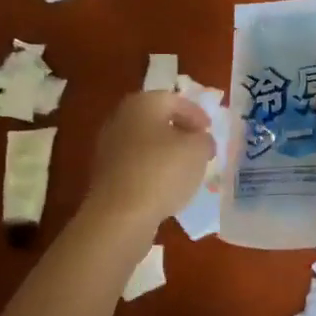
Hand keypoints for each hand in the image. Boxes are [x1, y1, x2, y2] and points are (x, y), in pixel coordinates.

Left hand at [82, 91, 214, 228]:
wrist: (120, 215)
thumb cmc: (162, 172)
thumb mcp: (198, 150)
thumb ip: (204, 139)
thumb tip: (200, 140)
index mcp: (143, 103)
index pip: (174, 100)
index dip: (196, 114)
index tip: (209, 131)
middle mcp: (121, 119)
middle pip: (157, 120)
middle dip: (180, 132)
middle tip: (199, 147)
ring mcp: (109, 147)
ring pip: (145, 143)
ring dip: (166, 152)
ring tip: (186, 169)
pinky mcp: (105, 174)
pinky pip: (136, 165)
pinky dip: (152, 170)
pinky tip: (165, 186)